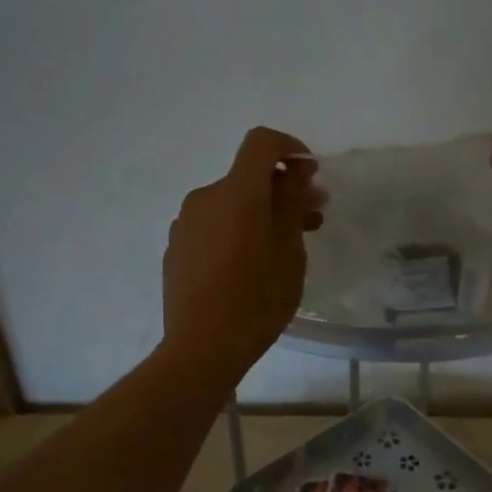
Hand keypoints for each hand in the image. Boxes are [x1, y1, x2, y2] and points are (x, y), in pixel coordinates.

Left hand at [161, 127, 323, 390]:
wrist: (202, 348)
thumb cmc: (257, 297)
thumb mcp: (289, 248)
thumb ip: (292, 200)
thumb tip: (295, 168)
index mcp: (236, 192)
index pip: (261, 143)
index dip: (290, 147)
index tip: (311, 173)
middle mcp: (205, 198)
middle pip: (248, 178)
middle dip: (283, 189)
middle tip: (314, 216)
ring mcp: (186, 224)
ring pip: (232, 204)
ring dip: (262, 213)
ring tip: (289, 244)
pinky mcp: (177, 250)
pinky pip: (214, 226)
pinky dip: (238, 231)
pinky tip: (253, 264)